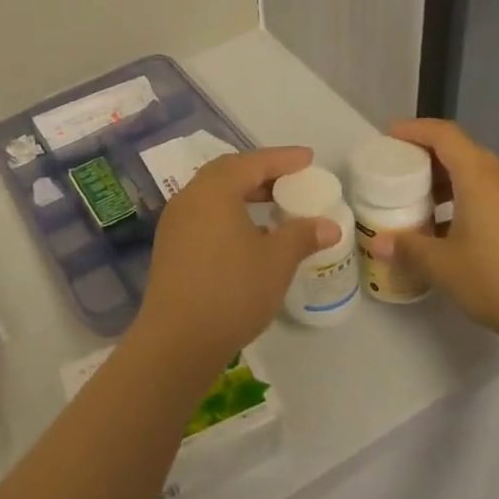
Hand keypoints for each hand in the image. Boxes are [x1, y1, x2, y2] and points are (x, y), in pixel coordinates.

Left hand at [129, 146, 339, 375]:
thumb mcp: (276, 262)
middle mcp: (189, 198)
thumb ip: (302, 235)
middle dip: (260, 171)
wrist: (177, 340)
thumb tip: (328, 225)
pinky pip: (203, 213)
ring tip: (272, 203)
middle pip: (227, 172)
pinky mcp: (170, 245)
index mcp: (213, 191)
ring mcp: (175, 222)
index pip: (252, 163)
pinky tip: (247, 232)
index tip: (308, 158)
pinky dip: (228, 210)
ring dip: (243, 192)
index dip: (282, 159)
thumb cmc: (232, 292)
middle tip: (290, 178)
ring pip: (212, 193)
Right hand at [367, 119, 498, 369]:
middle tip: (398, 168)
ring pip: (478, 175)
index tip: (389, 135)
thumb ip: (406, 248)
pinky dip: (464, 199)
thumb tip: (378, 243)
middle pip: (462, 151)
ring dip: (446, 179)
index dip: (415, 129)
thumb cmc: (495, 280)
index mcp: (479, 179)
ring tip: (418, 200)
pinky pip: (490, 196)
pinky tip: (449, 229)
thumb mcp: (440, 265)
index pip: (445, 135)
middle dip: (428, 154)